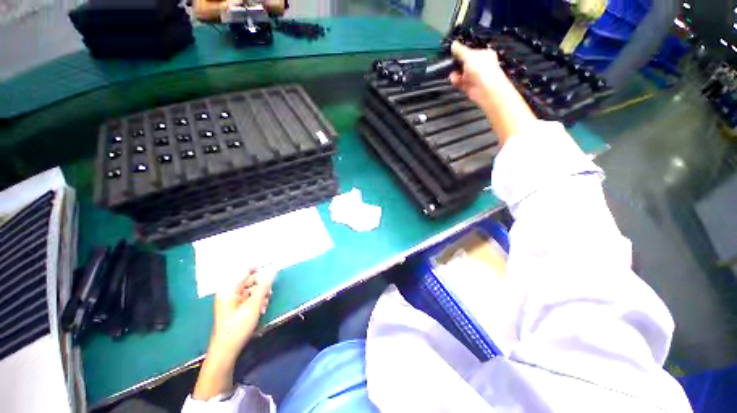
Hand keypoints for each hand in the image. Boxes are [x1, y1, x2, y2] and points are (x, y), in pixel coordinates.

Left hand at [209, 268, 275, 361]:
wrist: (227, 350)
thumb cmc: (238, 326)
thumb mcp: (254, 305)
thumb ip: (264, 286)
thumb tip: (273, 270)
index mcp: (229, 289)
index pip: (246, 270)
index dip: (260, 266)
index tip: (273, 264)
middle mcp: (230, 292)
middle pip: (250, 280)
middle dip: (262, 284)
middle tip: (270, 291)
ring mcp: (233, 300)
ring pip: (251, 289)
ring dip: (261, 294)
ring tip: (265, 304)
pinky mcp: (236, 308)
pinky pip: (249, 298)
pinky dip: (257, 301)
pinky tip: (262, 309)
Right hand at [449, 41, 506, 106]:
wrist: (485, 88)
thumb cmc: (480, 68)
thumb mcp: (469, 55)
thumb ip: (460, 51)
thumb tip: (453, 43)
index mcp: (483, 54)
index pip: (472, 52)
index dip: (463, 52)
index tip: (454, 53)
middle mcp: (480, 65)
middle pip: (466, 63)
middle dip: (458, 64)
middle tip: (451, 63)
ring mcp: (475, 77)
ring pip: (462, 74)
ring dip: (456, 73)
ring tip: (452, 74)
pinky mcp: (470, 87)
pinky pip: (461, 83)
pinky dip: (457, 81)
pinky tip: (453, 80)